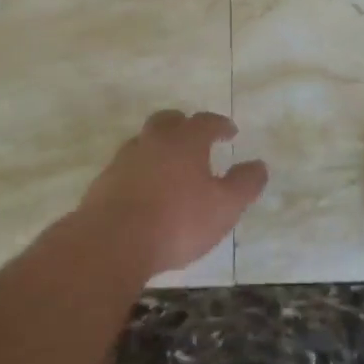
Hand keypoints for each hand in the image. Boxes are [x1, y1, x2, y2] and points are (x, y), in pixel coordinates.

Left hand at [78, 111, 268, 275]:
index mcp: (185, 141)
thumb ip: (244, 184)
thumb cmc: (178, 221)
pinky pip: (127, 167)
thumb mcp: (225, 207)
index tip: (230, 132)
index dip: (220, 124)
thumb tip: (259, 165)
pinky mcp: (103, 183)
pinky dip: (140, 171)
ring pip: (144, 142)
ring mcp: (124, 160)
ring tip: (170, 165)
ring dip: (159, 147)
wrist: (112, 242)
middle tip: (195, 137)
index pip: (205, 122)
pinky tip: (145, 190)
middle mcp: (153, 142)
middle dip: (184, 124)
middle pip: (168, 121)